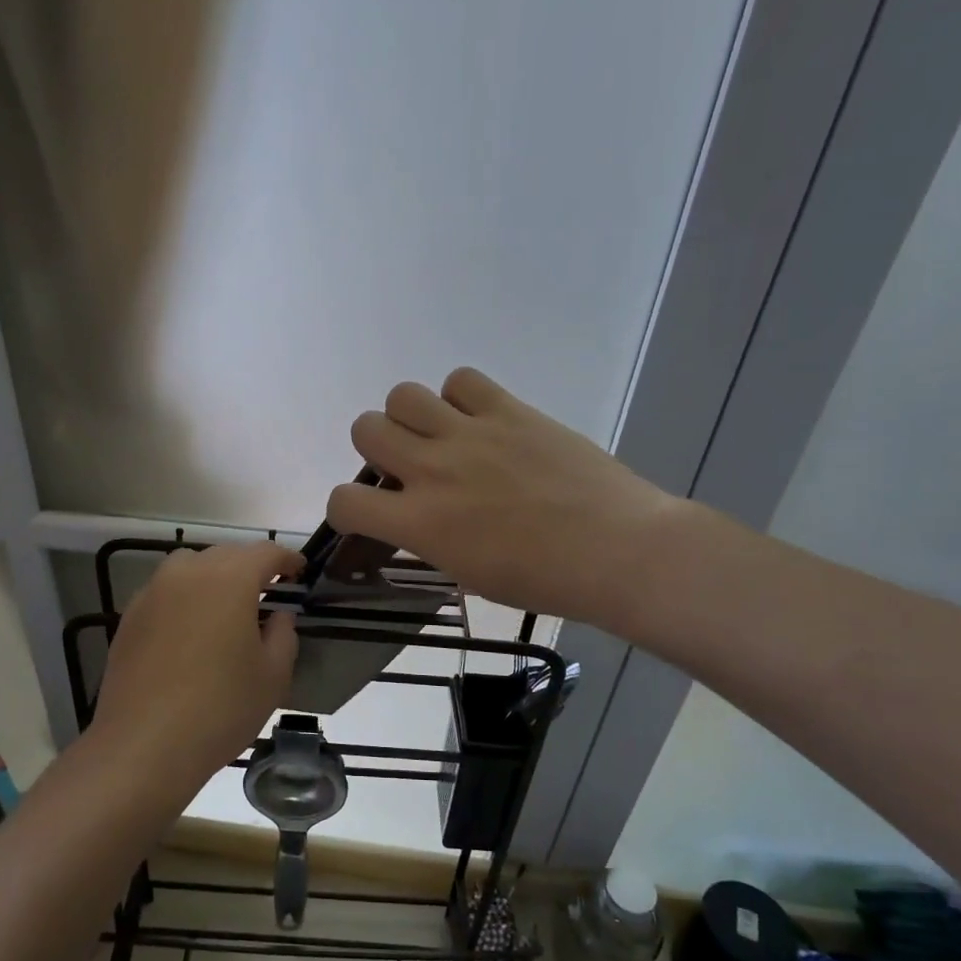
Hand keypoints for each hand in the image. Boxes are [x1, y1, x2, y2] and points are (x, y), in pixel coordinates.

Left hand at [89, 542, 302, 794]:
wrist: (144, 745)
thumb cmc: (221, 708)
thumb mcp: (273, 675)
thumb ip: (283, 634)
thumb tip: (278, 615)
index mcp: (229, 579)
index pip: (265, 553)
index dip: (287, 560)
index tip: (300, 572)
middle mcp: (188, 573)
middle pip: (226, 555)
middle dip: (250, 567)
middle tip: (268, 592)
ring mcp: (153, 592)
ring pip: (191, 567)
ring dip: (214, 577)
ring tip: (227, 607)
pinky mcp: (130, 617)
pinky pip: (166, 591)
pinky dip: (185, 598)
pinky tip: (191, 631)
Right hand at [328, 367, 677, 628]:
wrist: (617, 551)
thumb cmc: (544, 580)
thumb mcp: (468, 574)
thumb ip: (429, 539)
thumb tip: (416, 518)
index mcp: (420, 523)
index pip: (344, 501)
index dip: (347, 508)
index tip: (368, 514)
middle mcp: (432, 470)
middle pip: (365, 428)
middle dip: (377, 449)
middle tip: (408, 467)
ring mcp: (470, 434)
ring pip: (403, 395)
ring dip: (411, 417)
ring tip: (441, 436)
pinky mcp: (509, 410)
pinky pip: (461, 380)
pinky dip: (460, 396)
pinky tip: (480, 419)